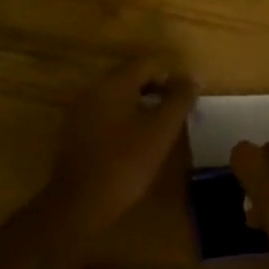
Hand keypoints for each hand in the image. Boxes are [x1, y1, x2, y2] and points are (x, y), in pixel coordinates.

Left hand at [48, 57, 196, 236]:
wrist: (78, 204)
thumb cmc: (125, 163)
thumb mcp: (160, 131)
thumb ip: (179, 100)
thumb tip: (195, 76)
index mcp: (114, 84)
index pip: (148, 64)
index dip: (171, 78)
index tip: (185, 103)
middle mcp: (93, 89)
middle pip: (131, 78)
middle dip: (156, 92)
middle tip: (174, 117)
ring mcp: (80, 111)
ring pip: (117, 98)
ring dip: (140, 107)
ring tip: (157, 132)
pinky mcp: (74, 132)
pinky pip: (104, 115)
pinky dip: (122, 122)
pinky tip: (132, 145)